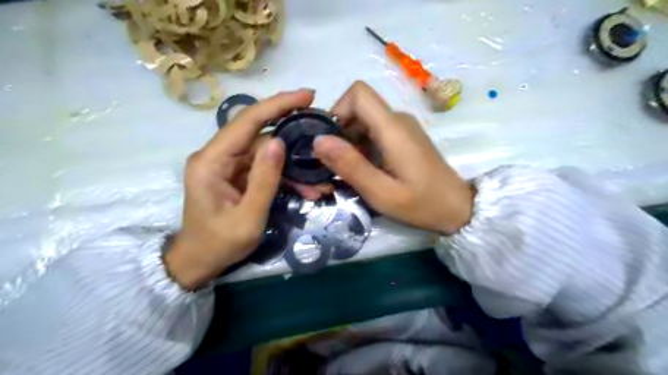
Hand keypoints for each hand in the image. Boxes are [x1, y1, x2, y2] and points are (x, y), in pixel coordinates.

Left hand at [163, 88, 316, 289]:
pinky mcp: (236, 175)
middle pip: (259, 133)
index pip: (247, 122)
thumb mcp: (248, 217)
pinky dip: (286, 175)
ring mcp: (227, 165)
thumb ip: (264, 180)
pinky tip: (306, 188)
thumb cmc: (219, 244)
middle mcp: (217, 155)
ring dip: (294, 164)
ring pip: (266, 152)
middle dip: (293, 132)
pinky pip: (264, 167)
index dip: (278, 105)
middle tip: (321, 128)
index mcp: (211, 161)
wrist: (199, 262)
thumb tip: (279, 142)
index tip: (307, 95)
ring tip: (319, 180)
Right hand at [313, 82, 473, 234]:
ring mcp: (402, 127)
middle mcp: (398, 119)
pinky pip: (374, 131)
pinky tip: (364, 169)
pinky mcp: (404, 137)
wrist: (458, 208)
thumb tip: (318, 140)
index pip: (359, 93)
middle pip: (358, 107)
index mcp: (393, 128)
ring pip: (364, 120)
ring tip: (348, 170)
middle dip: (339, 131)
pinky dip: (361, 146)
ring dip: (349, 141)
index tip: (330, 140)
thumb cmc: (422, 204)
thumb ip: (350, 165)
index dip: (338, 110)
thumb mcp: (382, 193)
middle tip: (334, 163)